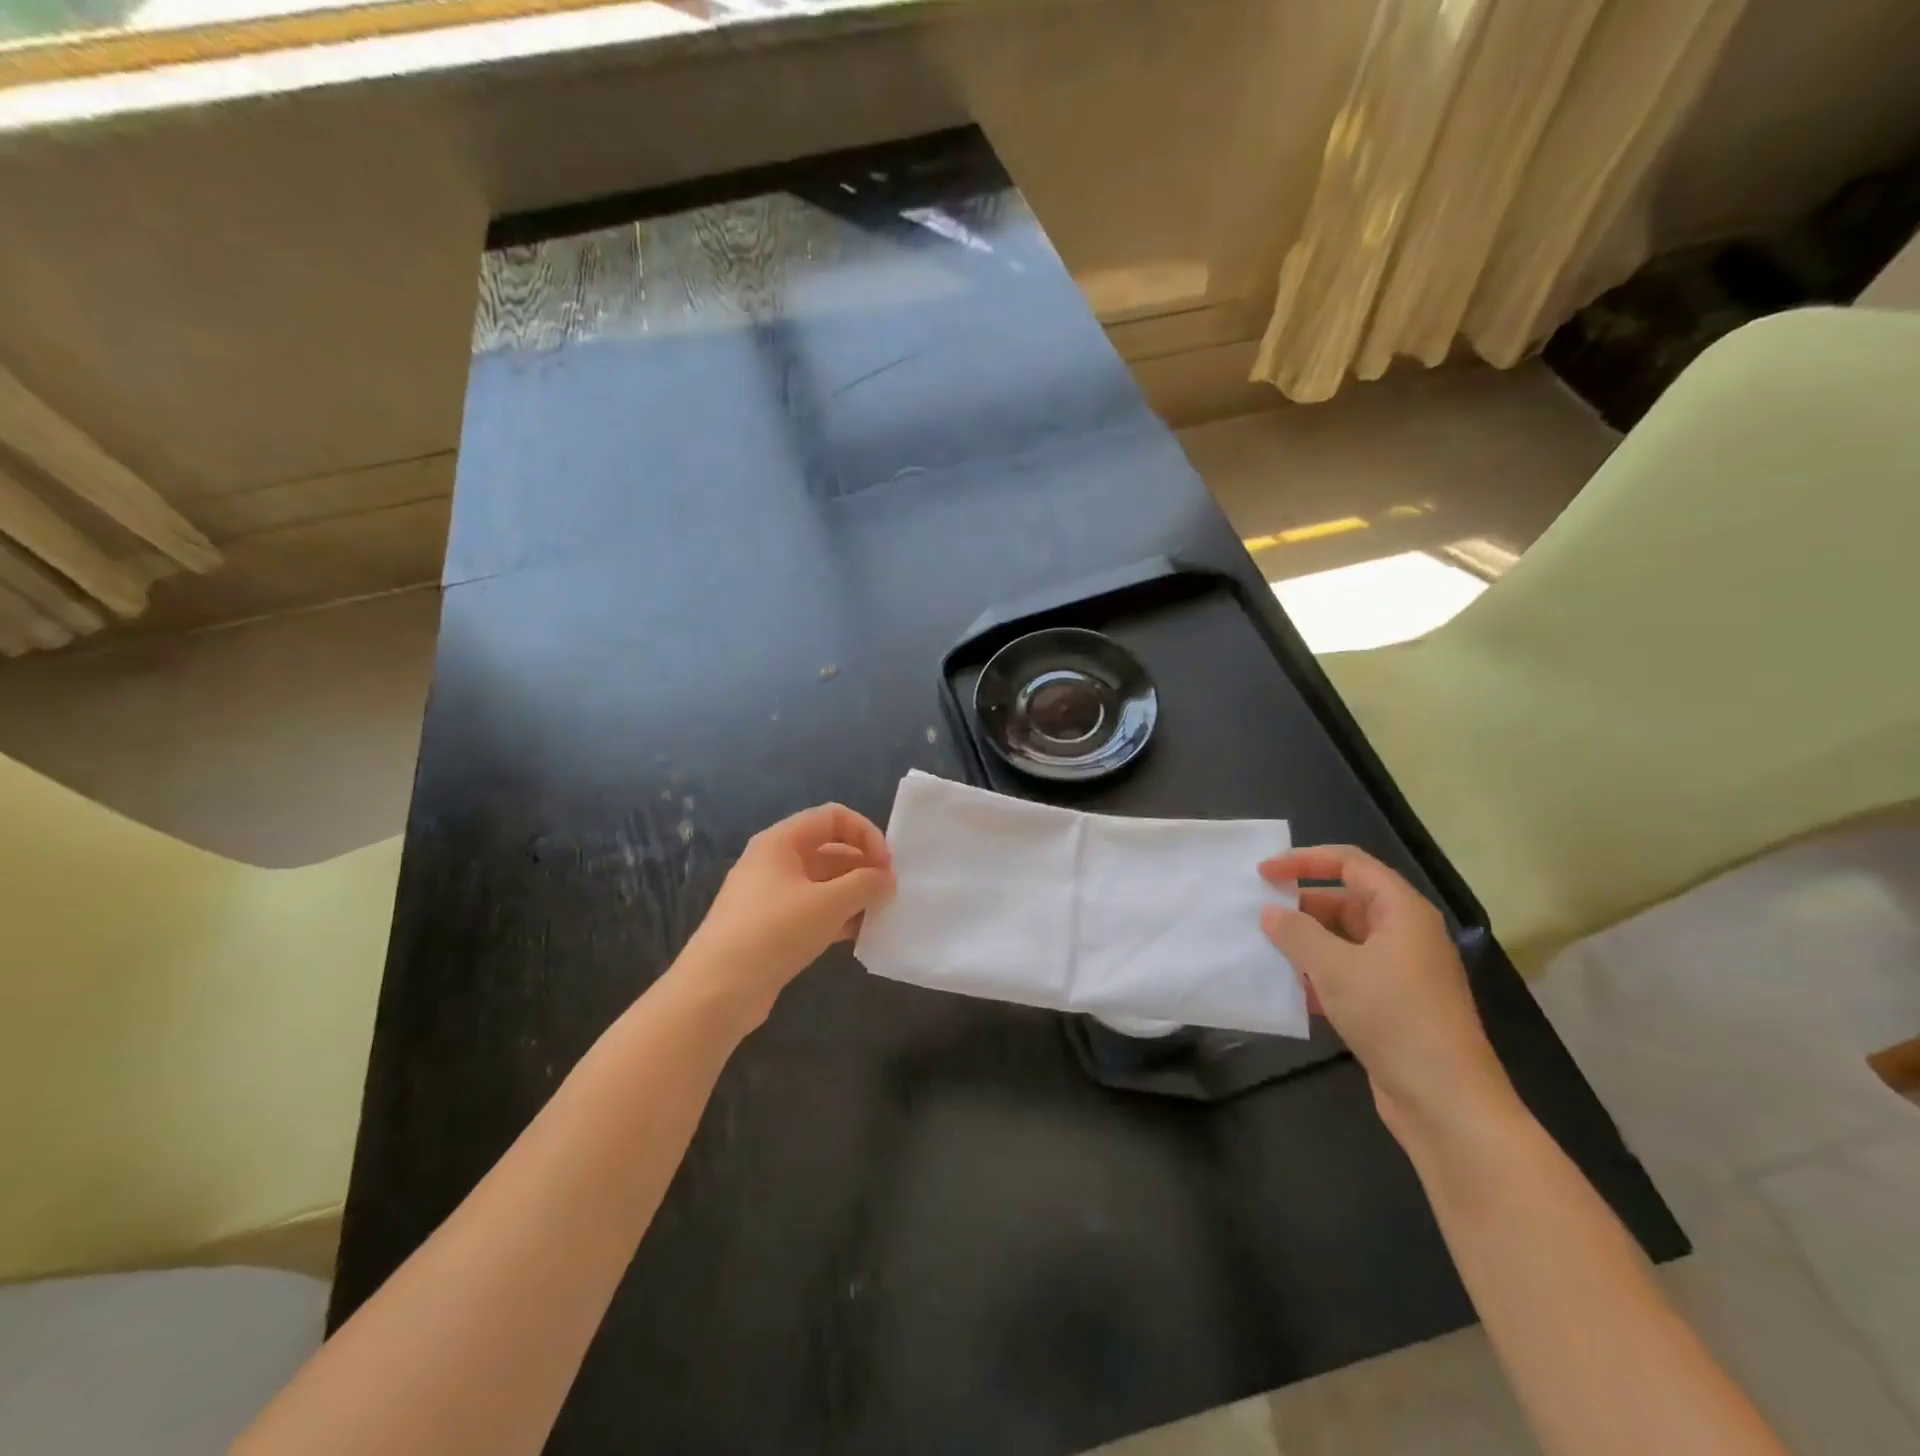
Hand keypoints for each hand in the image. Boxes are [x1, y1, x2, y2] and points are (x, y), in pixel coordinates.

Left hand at [675, 803, 894, 1030]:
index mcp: (781, 841)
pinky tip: (858, 936)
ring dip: (853, 895)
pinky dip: (837, 917)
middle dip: (863, 867)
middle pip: (829, 849)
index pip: (833, 817)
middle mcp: (775, 861)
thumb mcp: (828, 903)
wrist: (715, 992)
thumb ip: (865, 884)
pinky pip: (813, 910)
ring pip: (823, 883)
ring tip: (878, 916)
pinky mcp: (772, 927)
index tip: (886, 866)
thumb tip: (886, 879)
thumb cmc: (773, 933)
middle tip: (889, 894)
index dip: (865, 834)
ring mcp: (771, 896)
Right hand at [1259, 845, 1517, 1149]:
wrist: (1446, 1102)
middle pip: (1345, 901)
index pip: (1350, 863)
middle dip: (1301, 908)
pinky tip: (1290, 992)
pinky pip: (1348, 975)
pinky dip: (1319, 976)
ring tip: (1265, 952)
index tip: (1264, 874)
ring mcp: (1401, 973)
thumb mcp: (1334, 968)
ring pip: (1343, 942)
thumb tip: (1271, 913)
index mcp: (1401, 912)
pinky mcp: (1393, 1006)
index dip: (1305, 861)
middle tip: (1257, 918)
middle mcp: (1404, 934)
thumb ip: (1296, 933)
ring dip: (1305, 945)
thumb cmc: (1393, 1017)